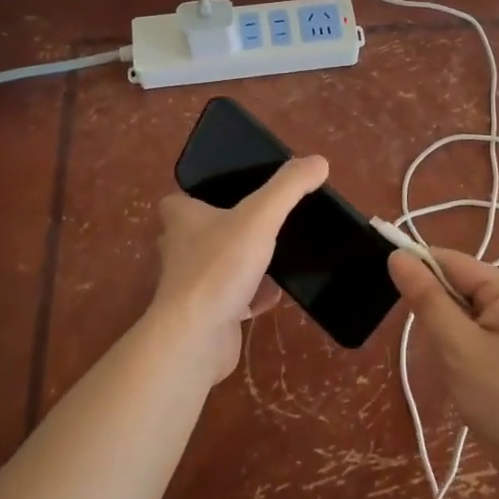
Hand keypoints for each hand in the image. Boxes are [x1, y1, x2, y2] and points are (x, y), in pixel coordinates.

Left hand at [148, 156, 328, 383]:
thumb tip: (319, 161)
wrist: (196, 337)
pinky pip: (232, 298)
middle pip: (202, 232)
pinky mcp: (205, 315)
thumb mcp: (260, 216)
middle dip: (228, 228)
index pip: (180, 200)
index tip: (231, 193)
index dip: (200, 195)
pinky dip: (252, 295)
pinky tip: (275, 294)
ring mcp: (191, 286)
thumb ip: (289, 187)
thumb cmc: (219, 267)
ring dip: (242, 262)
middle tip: (261, 221)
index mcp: (182, 219)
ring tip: (275, 254)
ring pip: (219, 266)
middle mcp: (179, 250)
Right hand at [387, 248, 498, 481]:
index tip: (386, 289)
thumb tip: (398, 256)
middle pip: (460, 287)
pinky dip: (464, 350)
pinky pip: (480, 335)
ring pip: (467, 315)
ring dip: (449, 336)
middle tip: (434, 350)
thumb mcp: (458, 347)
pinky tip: (466, 379)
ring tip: (453, 370)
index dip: (417, 270)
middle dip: (437, 313)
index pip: (451, 261)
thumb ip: (427, 299)